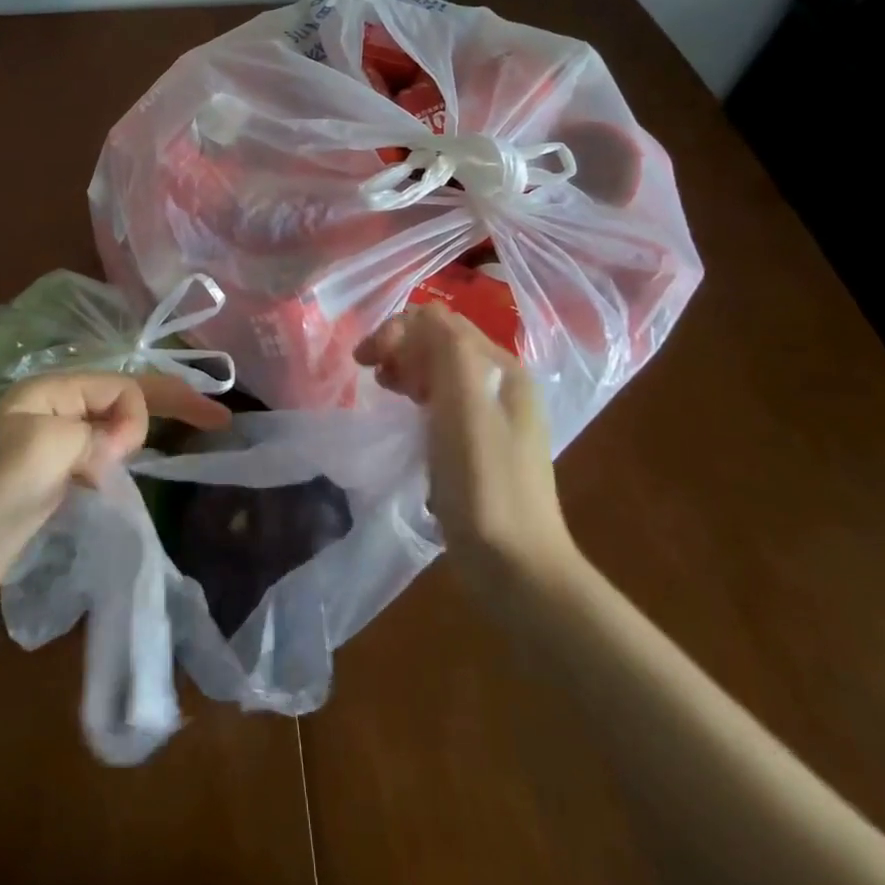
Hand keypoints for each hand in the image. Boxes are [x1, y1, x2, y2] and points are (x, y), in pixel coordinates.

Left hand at [0, 373, 229, 615]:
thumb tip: (120, 445)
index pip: (120, 385)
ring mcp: (52, 447)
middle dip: (168, 404)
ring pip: (113, 430)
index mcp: (51, 391)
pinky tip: (134, 474)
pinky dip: (123, 462)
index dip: (151, 406)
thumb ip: (94, 434)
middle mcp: (55, 411)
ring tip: (181, 448)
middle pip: (122, 399)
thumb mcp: (43, 447)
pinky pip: (99, 459)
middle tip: (216, 418)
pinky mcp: (51, 482)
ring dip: (143, 436)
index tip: (165, 440)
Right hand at [355, 306, 576, 585]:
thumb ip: (446, 350)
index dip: (398, 330)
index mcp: (501, 369)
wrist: (518, 568)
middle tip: (372, 375)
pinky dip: (417, 398)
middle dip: (400, 347)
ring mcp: (494, 417)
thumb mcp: (464, 407)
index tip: (366, 361)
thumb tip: (420, 316)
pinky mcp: (481, 447)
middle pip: (441, 343)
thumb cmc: (485, 483)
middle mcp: (502, 385)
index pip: (441, 322)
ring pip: (440, 372)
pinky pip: (443, 402)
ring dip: (406, 370)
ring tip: (383, 390)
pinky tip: (406, 420)